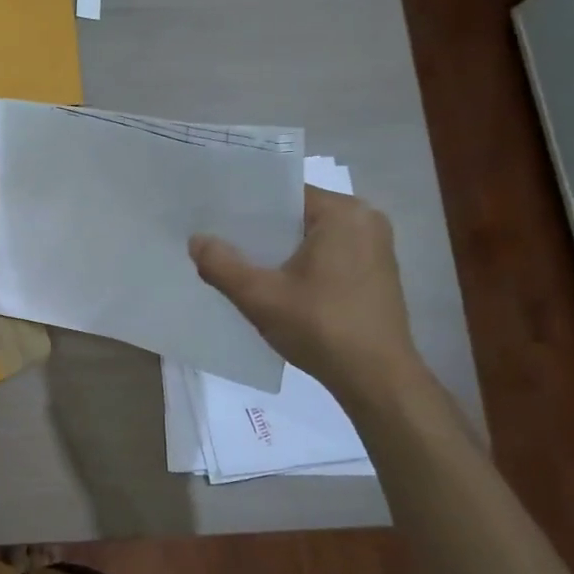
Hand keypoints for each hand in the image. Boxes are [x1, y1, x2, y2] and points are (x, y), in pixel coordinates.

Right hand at [189, 185, 421, 399]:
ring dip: (280, 251)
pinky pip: (329, 256)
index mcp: (343, 213)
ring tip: (242, 264)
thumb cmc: (321, 327)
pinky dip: (302, 266)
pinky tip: (277, 286)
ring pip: (312, 239)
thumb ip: (222, 264)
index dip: (246, 206)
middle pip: (298, 216)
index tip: (215, 218)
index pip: (284, 194)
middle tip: (220, 242)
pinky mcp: (377, 274)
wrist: (376, 379)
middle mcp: (366, 220)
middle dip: (261, 231)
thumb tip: (196, 240)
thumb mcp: (260, 296)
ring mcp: (376, 248)